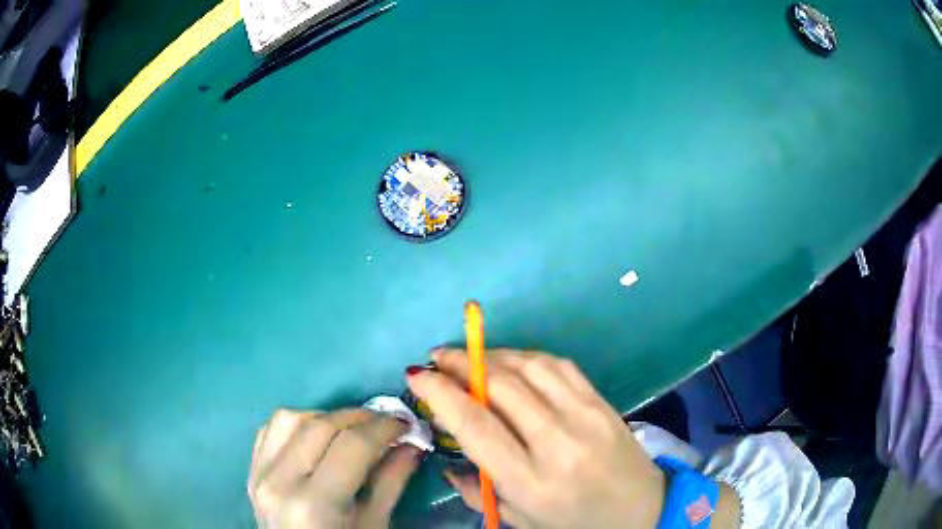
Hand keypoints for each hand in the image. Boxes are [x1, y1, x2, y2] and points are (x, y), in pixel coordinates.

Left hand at [248, 408, 421, 527]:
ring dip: (326, 416)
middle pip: (320, 426)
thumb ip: (391, 483)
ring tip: (352, 429)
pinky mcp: (251, 472)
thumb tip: (412, 446)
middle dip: (360, 417)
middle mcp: (280, 482)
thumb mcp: (374, 526)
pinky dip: (296, 423)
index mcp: (314, 504)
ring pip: (290, 420)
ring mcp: (258, 475)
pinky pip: (270, 431)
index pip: (351, 446)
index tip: (406, 424)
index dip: (383, 428)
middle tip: (386, 422)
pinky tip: (317, 435)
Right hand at [407, 349, 665, 528]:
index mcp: (531, 481)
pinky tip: (509, 361)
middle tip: (437, 358)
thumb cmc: (575, 524)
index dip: (441, 392)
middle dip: (460, 363)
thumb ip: (477, 492)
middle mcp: (557, 443)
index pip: (476, 425)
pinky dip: (526, 356)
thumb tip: (446, 461)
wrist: (642, 511)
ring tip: (467, 356)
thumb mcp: (519, 520)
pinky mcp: (602, 402)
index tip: (417, 374)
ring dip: (491, 353)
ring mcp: (585, 416)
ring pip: (530, 366)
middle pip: (501, 386)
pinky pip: (559, 365)